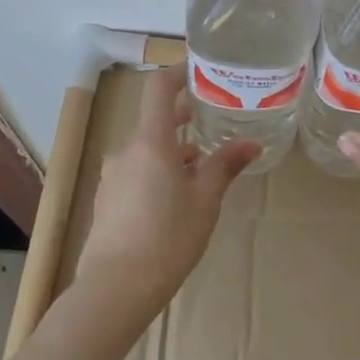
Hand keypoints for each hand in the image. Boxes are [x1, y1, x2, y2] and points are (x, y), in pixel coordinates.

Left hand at [77, 68, 258, 319]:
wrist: (115, 290)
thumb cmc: (168, 238)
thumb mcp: (205, 200)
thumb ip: (225, 165)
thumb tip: (252, 143)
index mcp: (151, 142)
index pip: (159, 89)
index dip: (177, 73)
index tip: (200, 70)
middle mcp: (127, 151)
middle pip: (155, 122)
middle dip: (184, 119)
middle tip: (214, 120)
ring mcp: (113, 176)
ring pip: (147, 150)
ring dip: (173, 151)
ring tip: (202, 167)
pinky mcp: (108, 200)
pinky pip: (136, 172)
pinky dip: (158, 171)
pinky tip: (176, 197)